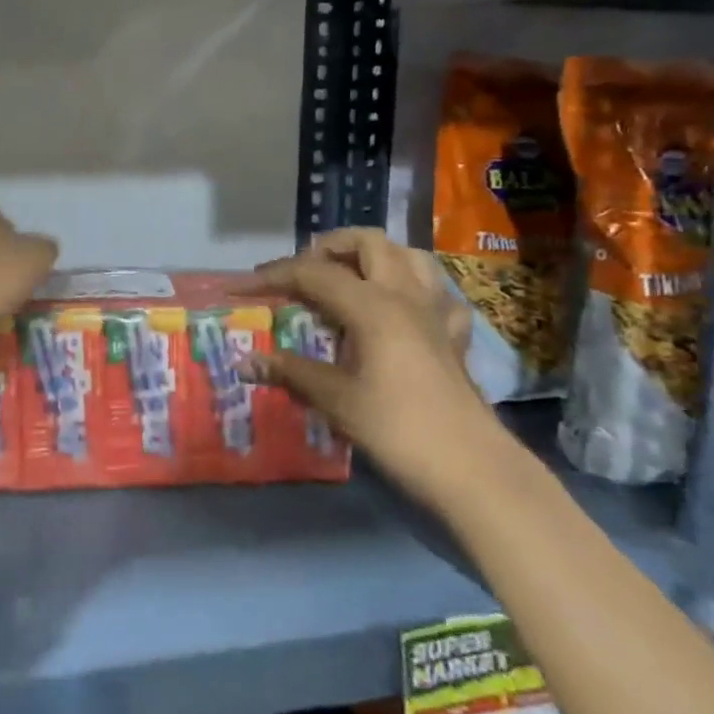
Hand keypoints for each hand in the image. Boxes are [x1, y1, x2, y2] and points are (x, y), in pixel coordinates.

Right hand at [245, 228, 502, 507]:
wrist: (474, 470)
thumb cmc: (398, 430)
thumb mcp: (336, 400)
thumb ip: (290, 373)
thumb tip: (243, 362)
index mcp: (372, 305)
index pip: (313, 273)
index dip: (272, 276)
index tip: (240, 287)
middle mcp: (405, 295)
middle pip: (367, 243)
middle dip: (328, 247)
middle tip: (302, 274)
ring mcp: (435, 312)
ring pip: (408, 256)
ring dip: (374, 257)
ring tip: (348, 279)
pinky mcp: (454, 337)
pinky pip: (436, 294)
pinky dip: (413, 290)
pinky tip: (399, 312)